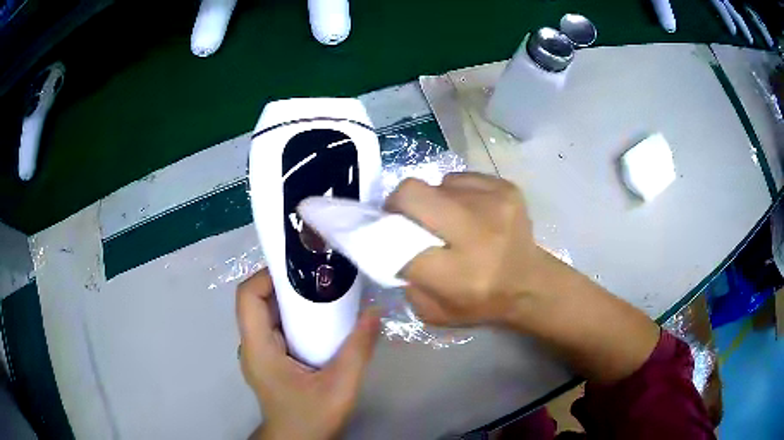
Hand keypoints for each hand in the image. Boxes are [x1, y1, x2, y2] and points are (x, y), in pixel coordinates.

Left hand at [236, 269, 378, 439]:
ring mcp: (258, 353)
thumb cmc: (311, 417)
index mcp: (258, 348)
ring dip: (291, 300)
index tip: (300, 269)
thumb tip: (374, 312)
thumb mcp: (340, 387)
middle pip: (257, 301)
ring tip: (323, 293)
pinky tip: (319, 322)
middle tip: (320, 276)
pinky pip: (275, 328)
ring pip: (267, 313)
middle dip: (285, 284)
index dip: (268, 275)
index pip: (247, 296)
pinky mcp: (267, 359)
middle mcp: (251, 345)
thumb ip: (357, 350)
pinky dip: (293, 318)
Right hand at [387, 172, 659, 382]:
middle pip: (413, 193)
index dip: (382, 234)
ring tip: (445, 219)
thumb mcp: (434, 312)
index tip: (379, 234)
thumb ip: (405, 281)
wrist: (531, 283)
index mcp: (458, 274)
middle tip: (401, 215)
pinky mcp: (507, 188)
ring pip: (436, 183)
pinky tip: (467, 212)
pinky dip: (454, 193)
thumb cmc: (481, 304)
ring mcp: (495, 203)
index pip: (399, 241)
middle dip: (398, 202)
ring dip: (432, 200)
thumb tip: (386, 243)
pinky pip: (460, 179)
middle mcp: (477, 233)